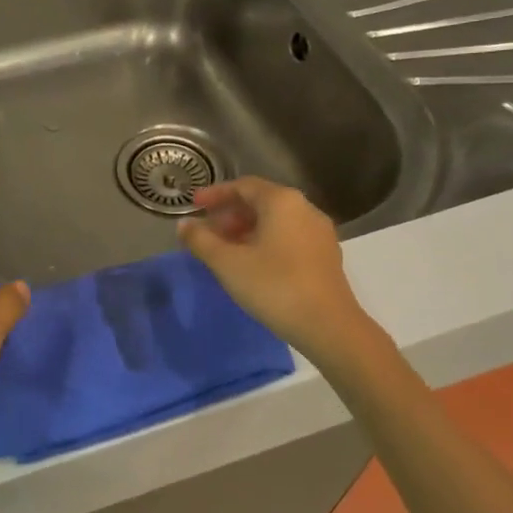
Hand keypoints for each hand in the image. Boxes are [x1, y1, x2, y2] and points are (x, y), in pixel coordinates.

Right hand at [177, 178, 370, 358]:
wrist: (329, 326)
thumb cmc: (274, 286)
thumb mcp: (227, 263)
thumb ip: (200, 240)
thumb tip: (184, 224)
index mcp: (282, 202)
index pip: (243, 186)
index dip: (215, 194)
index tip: (194, 205)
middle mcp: (305, 209)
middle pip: (261, 202)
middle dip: (230, 214)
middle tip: (207, 233)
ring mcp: (319, 232)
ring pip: (275, 221)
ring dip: (246, 230)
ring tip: (225, 251)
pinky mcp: (326, 255)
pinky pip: (289, 237)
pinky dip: (265, 241)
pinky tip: (252, 264)